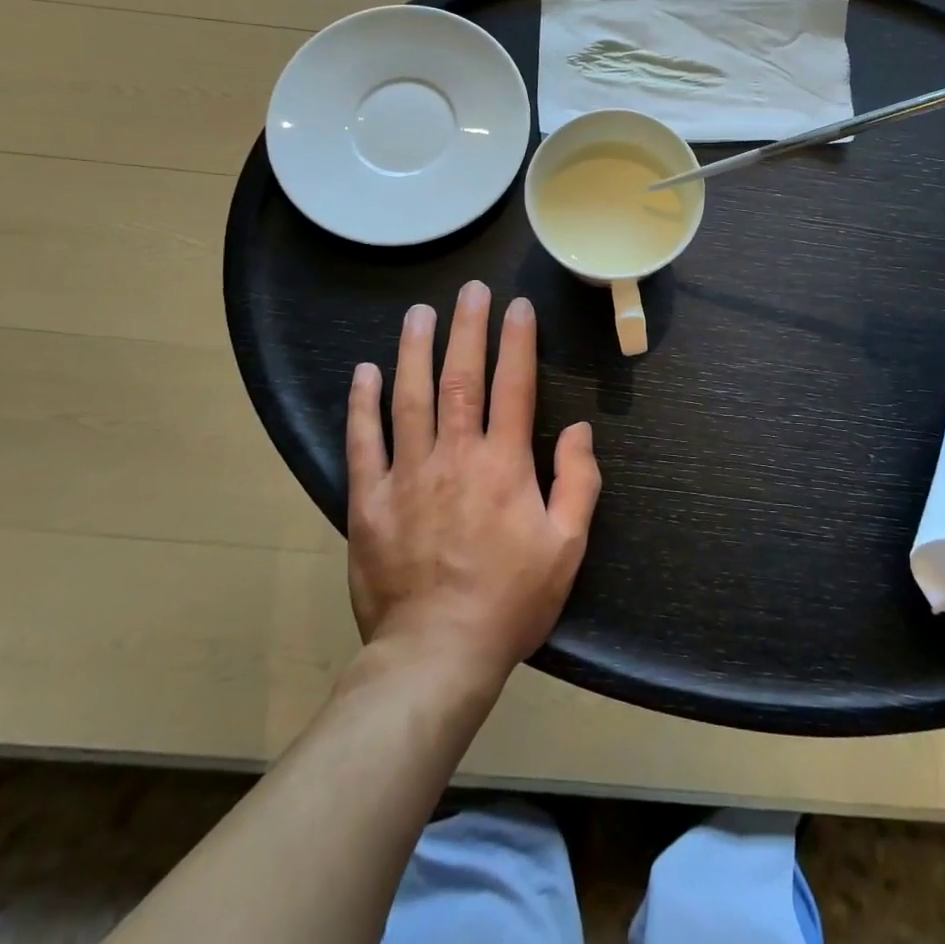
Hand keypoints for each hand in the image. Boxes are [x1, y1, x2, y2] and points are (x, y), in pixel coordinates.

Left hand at [345, 282, 600, 679]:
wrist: (436, 654)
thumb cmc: (510, 601)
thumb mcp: (567, 548)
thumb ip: (579, 483)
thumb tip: (581, 430)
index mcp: (505, 465)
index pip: (514, 387)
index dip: (518, 342)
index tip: (518, 307)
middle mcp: (455, 456)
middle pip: (461, 378)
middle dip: (468, 329)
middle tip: (471, 290)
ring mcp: (407, 475)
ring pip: (410, 398)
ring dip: (415, 350)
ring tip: (419, 313)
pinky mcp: (369, 501)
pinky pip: (363, 442)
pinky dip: (363, 404)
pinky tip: (365, 372)